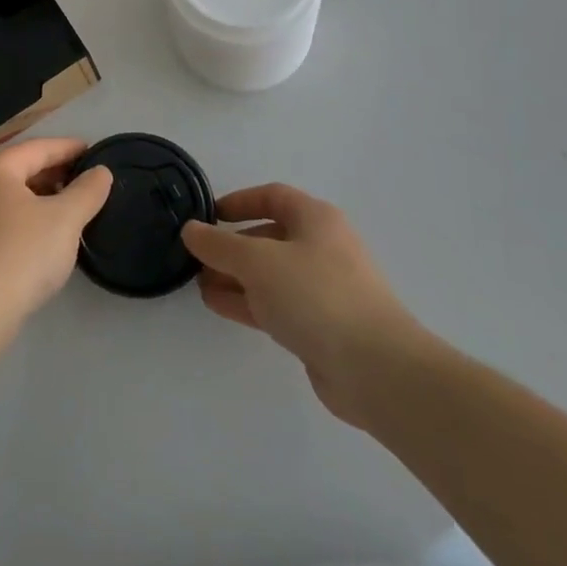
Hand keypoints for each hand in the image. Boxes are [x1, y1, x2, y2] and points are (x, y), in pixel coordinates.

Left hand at [0, 137, 112, 342]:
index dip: (69, 148)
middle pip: (22, 168)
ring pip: (12, 194)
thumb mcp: (65, 220)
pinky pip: (3, 217)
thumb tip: (101, 172)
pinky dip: (27, 216)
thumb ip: (87, 191)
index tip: (95, 152)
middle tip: (87, 180)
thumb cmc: (20, 254)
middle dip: (56, 171)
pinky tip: (46, 234)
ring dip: (42, 196)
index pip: (39, 147)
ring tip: (71, 206)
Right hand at [180, 184, 427, 425]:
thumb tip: (190, 230)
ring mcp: (324, 289)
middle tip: (196, 257)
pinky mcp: (322, 326)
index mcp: (316, 219)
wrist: (375, 368)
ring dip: (235, 276)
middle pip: (269, 236)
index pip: (272, 196)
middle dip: (231, 246)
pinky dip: (248, 301)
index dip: (238, 201)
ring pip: (271, 274)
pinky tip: (218, 305)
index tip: (207, 216)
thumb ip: (219, 244)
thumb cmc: (316, 295)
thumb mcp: (257, 261)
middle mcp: (323, 247)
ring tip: (198, 284)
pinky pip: (278, 304)